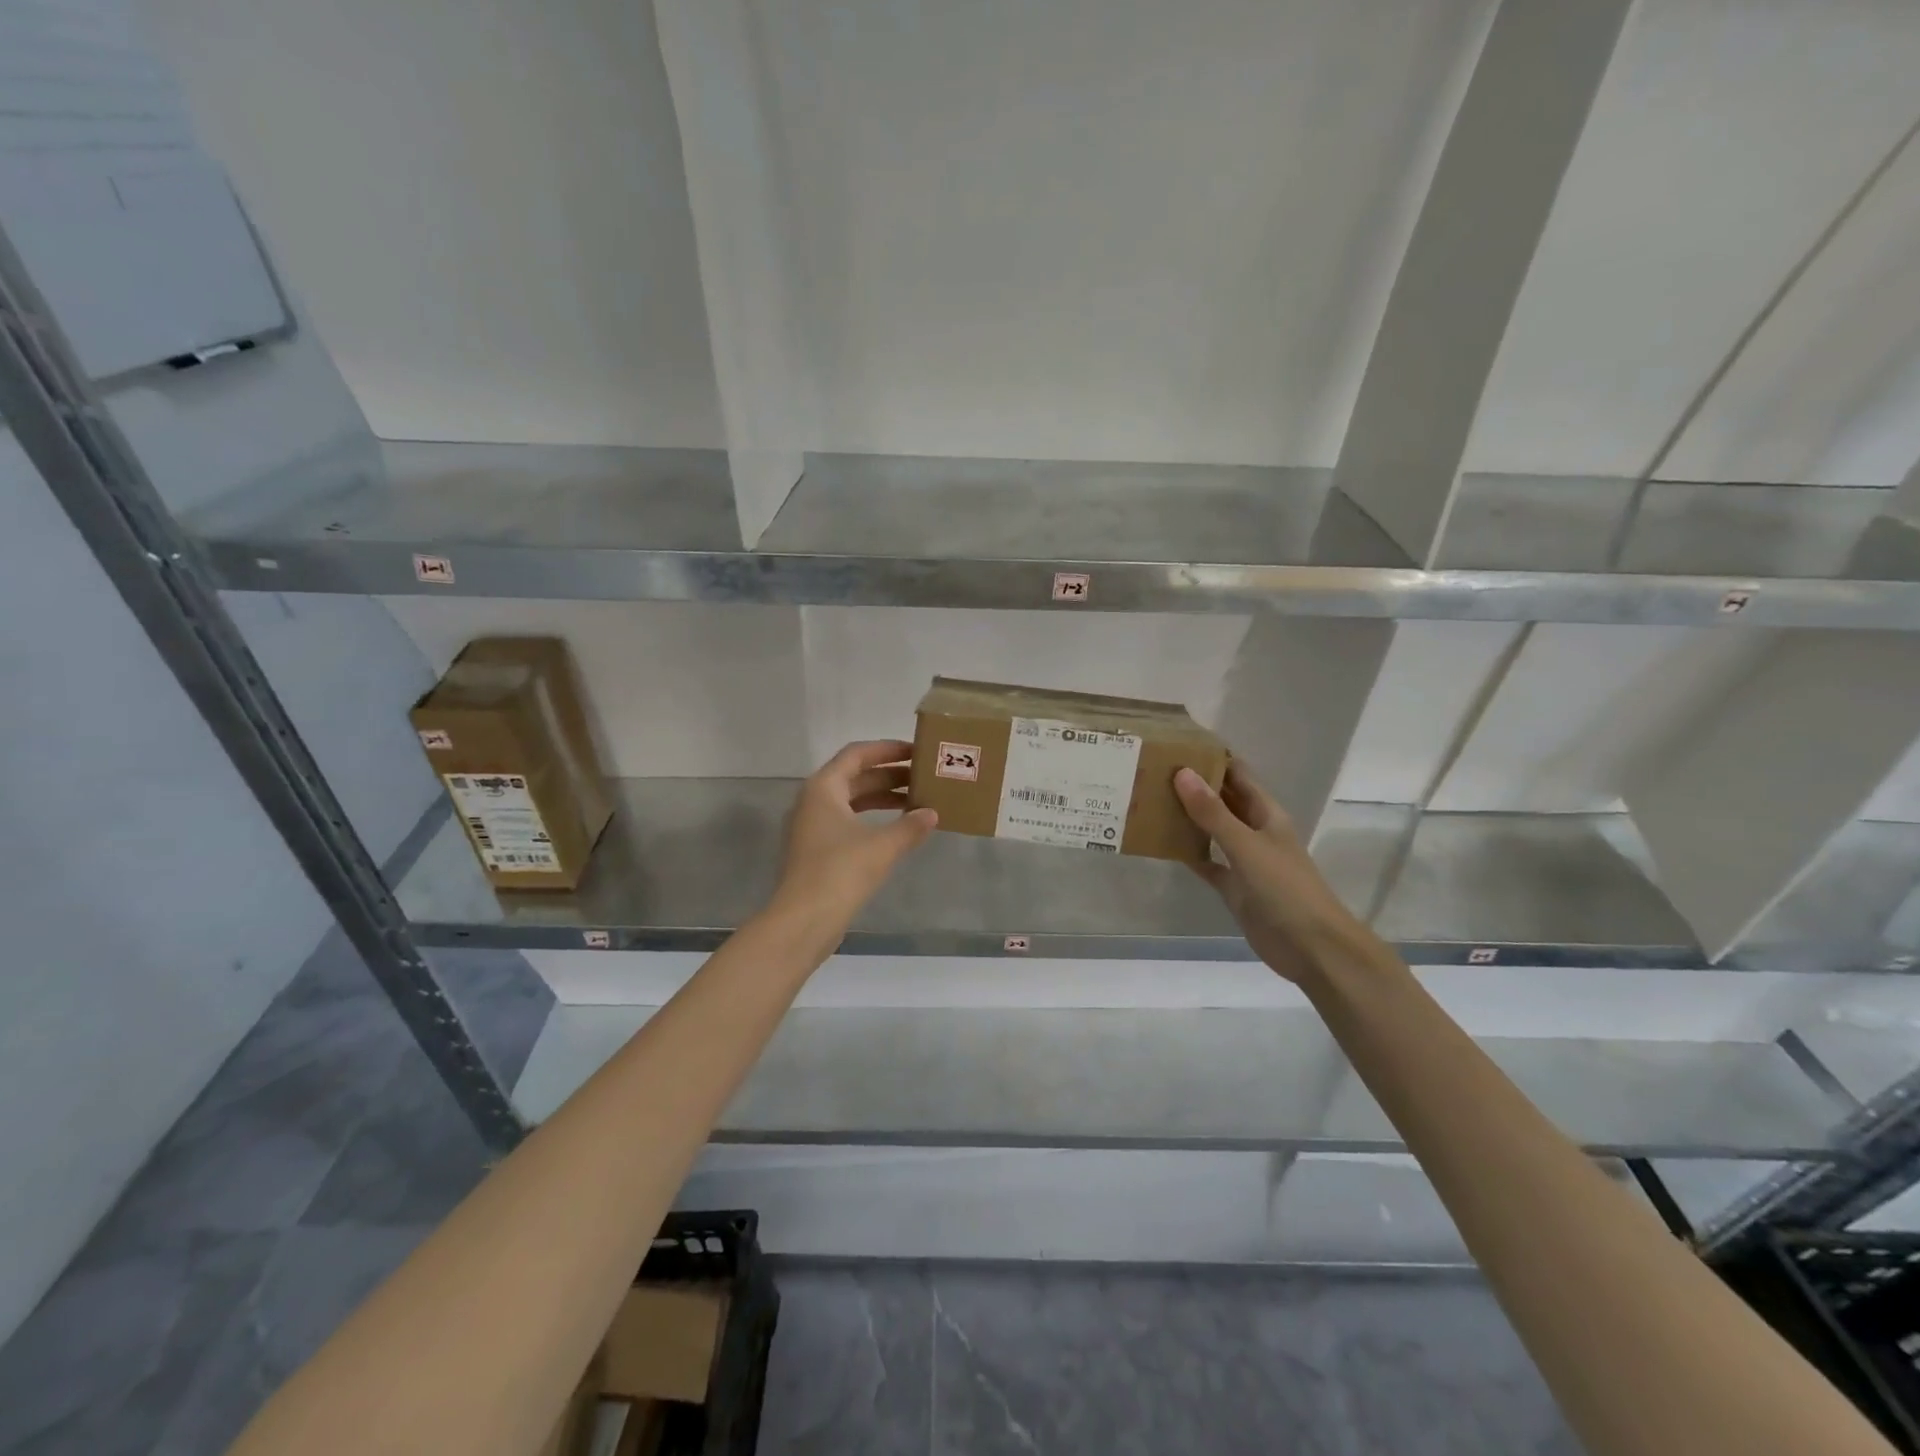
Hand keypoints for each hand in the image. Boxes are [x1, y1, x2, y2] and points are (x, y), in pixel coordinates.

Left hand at [772, 740, 937, 926]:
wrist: (804, 920)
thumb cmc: (841, 871)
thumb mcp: (883, 845)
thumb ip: (910, 825)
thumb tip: (932, 813)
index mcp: (823, 788)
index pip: (857, 754)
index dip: (888, 749)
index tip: (916, 751)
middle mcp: (814, 801)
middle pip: (855, 776)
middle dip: (890, 775)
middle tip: (924, 777)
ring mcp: (813, 827)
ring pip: (853, 801)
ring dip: (883, 798)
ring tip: (918, 802)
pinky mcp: (818, 851)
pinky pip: (849, 822)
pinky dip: (873, 820)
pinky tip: (898, 830)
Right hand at [1173, 762, 1367, 982]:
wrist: (1311, 947)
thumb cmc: (1285, 889)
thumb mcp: (1246, 846)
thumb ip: (1213, 813)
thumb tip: (1182, 773)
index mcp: (1265, 813)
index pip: (1236, 773)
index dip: (1211, 757)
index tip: (1175, 743)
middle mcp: (1253, 830)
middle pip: (1221, 798)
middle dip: (1192, 783)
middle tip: (1151, 768)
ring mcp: (1243, 858)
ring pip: (1210, 828)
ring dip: (1186, 815)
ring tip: (1149, 799)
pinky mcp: (1233, 885)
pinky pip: (1205, 861)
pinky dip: (1187, 851)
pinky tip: (1161, 843)